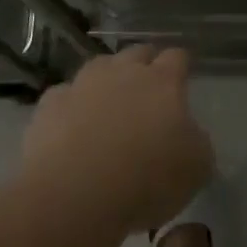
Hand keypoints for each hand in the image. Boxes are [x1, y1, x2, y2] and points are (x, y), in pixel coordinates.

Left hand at [19, 45, 212, 236]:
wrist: (74, 193)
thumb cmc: (146, 180)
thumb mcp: (196, 168)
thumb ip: (196, 142)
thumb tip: (188, 134)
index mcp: (163, 82)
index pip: (177, 57)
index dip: (181, 65)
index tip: (183, 75)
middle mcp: (123, 72)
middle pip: (137, 52)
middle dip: (145, 64)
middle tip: (149, 88)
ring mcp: (83, 84)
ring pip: (99, 67)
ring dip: (108, 79)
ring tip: (109, 102)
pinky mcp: (50, 104)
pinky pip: (65, 95)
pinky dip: (72, 105)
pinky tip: (72, 125)